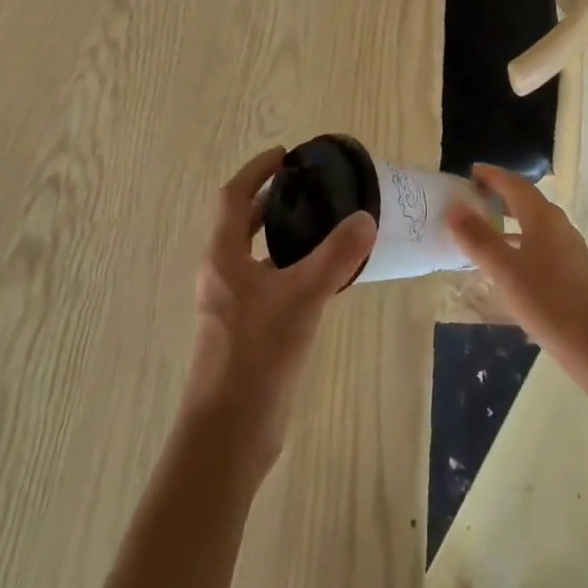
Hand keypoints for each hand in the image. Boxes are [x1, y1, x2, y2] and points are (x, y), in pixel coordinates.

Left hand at [180, 147, 376, 475]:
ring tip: (323, 224)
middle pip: (242, 223)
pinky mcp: (245, 330)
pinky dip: (289, 265)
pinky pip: (267, 281)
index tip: (286, 155)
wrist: (230, 432)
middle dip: (271, 199)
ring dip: (281, 233)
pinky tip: (321, 275)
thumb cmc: (258, 354)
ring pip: (256, 253)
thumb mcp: (302, 297)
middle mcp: (222, 274)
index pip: (234, 197)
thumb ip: (336, 256)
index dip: (257, 171)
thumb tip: (365, 218)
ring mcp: (232, 304)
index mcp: (223, 257)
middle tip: (310, 187)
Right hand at [445, 164, 587, 390]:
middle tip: (472, 199)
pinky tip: (509, 269)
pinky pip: (540, 247)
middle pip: (526, 202)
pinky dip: (520, 245)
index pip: (515, 185)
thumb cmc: (552, 305)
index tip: (470, 172)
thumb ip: (480, 239)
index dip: (493, 176)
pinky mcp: (575, 274)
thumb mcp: (507, 273)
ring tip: (483, 233)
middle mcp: (559, 227)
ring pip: (534, 226)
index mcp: (544, 218)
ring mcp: (570, 251)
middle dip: (500, 197)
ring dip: (509, 223)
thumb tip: (454, 207)